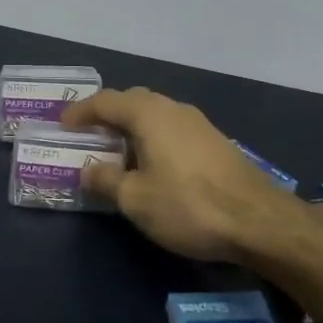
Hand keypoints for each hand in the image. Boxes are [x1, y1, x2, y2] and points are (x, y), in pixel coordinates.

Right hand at [61, 87, 294, 262]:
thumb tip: (88, 169)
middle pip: (132, 101)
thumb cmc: (188, 205)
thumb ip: (106, 181)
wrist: (259, 221)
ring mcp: (199, 123)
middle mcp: (173, 108)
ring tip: (117, 152)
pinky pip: (173, 129)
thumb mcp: (135, 200)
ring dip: (132, 127)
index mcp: (148, 114)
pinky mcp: (215, 142)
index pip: (105, 101)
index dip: (80, 112)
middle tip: (88, 135)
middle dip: (107, 115)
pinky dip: (153, 138)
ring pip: (155, 114)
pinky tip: (152, 164)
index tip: (63, 125)